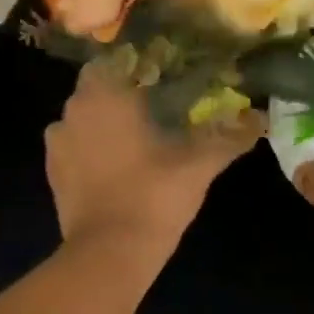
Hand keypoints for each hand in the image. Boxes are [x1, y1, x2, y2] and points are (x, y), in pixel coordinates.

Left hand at [45, 66, 262, 259]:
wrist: (109, 254)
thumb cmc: (153, 196)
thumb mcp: (199, 165)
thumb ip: (230, 137)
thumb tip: (261, 119)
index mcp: (104, 96)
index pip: (114, 60)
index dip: (137, 66)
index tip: (162, 77)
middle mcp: (72, 111)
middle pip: (97, 88)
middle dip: (123, 94)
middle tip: (157, 107)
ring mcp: (57, 144)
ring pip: (83, 118)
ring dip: (104, 123)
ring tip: (137, 139)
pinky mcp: (52, 173)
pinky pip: (74, 147)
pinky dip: (92, 150)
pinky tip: (118, 166)